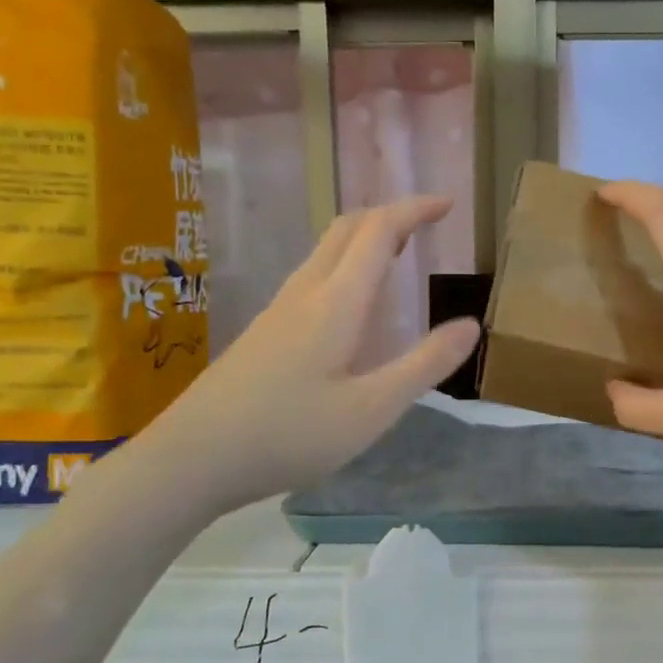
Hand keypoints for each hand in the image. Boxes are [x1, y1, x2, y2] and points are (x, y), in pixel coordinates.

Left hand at [149, 195, 479, 510]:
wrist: (192, 458)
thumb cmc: (289, 435)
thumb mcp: (371, 410)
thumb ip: (424, 365)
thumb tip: (470, 325)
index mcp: (336, 302)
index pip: (379, 231)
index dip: (415, 209)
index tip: (448, 203)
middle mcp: (305, 293)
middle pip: (347, 229)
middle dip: (389, 216)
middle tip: (426, 225)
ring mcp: (278, 310)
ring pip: (325, 251)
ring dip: (364, 239)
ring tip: (397, 256)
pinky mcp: (263, 332)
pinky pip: (312, 276)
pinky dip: (345, 266)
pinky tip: (351, 307)